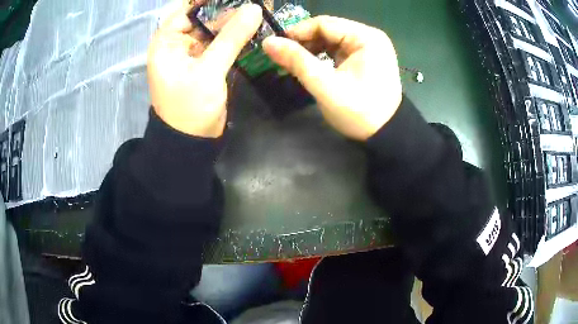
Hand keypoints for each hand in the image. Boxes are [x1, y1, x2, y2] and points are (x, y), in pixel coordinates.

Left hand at [147, 4, 262, 137]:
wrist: (191, 142)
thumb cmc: (189, 107)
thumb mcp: (208, 70)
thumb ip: (231, 38)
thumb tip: (254, 8)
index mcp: (167, 42)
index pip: (185, 9)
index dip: (207, 0)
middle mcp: (177, 44)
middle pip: (202, 17)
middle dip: (226, 9)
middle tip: (254, 3)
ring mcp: (193, 54)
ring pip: (214, 29)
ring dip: (234, 22)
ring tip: (258, 11)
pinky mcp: (207, 63)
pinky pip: (221, 43)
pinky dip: (236, 37)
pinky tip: (254, 28)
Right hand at [263, 16, 401, 140]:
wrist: (386, 134)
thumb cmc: (359, 112)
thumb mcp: (325, 86)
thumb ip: (297, 61)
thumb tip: (268, 42)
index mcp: (366, 37)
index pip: (324, 23)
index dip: (297, 32)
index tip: (276, 46)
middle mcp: (370, 36)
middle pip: (328, 30)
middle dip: (304, 42)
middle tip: (283, 57)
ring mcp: (370, 47)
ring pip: (332, 39)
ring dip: (312, 49)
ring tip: (294, 63)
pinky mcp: (367, 58)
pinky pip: (339, 49)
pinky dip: (323, 55)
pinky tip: (311, 66)